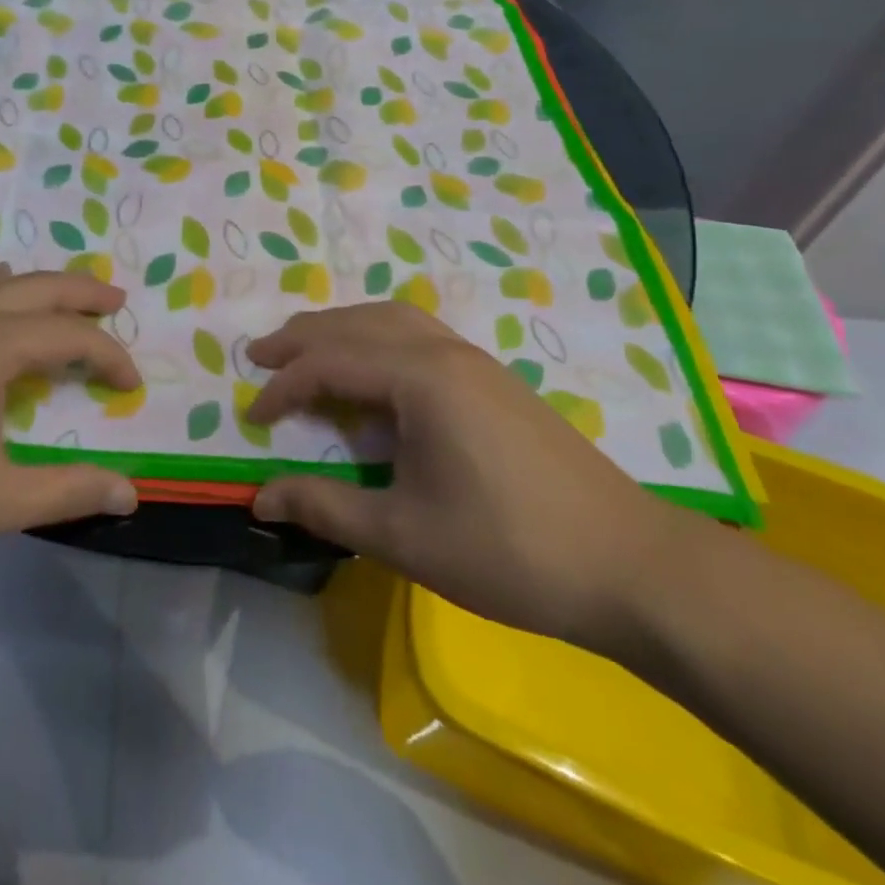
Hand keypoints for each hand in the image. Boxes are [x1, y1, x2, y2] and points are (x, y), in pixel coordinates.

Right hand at [244, 302, 688, 651]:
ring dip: (341, 329)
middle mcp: (444, 351)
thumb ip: (325, 507)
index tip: (252, 419)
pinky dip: (376, 337)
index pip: (330, 364)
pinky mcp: (493, 378)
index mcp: (420, 378)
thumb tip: (259, 497)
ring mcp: (475, 360)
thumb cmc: (510, 551)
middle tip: (259, 356)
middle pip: (356, 324)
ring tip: (307, 351)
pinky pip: (417, 333)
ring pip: (390, 318)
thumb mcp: (404, 535)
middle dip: (302, 338)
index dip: (283, 388)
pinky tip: (374, 368)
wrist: (632, 566)